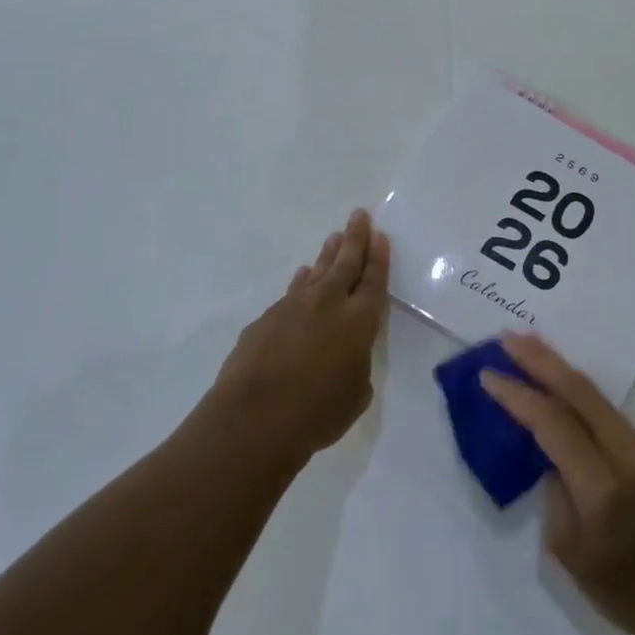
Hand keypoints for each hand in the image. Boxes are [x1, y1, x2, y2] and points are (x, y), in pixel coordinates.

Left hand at [212, 209, 389, 458]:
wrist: (254, 419)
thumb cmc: (318, 413)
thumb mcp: (356, 393)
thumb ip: (356, 365)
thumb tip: (344, 355)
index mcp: (359, 321)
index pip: (373, 280)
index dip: (379, 257)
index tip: (380, 235)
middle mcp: (328, 304)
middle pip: (345, 263)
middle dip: (355, 238)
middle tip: (359, 215)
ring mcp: (292, 307)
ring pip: (315, 273)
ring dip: (327, 255)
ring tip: (334, 238)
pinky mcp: (265, 320)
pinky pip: (291, 293)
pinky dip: (301, 282)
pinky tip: (302, 277)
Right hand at [480, 334, 634, 634]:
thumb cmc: (630, 594)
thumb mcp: (572, 555)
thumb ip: (555, 496)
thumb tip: (550, 458)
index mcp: (602, 487)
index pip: (553, 424)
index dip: (517, 396)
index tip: (487, 375)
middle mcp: (626, 454)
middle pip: (578, 391)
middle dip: (540, 360)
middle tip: (507, 338)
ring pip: (594, 395)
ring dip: (559, 368)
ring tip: (527, 349)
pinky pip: (604, 410)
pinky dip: (575, 391)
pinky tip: (557, 384)